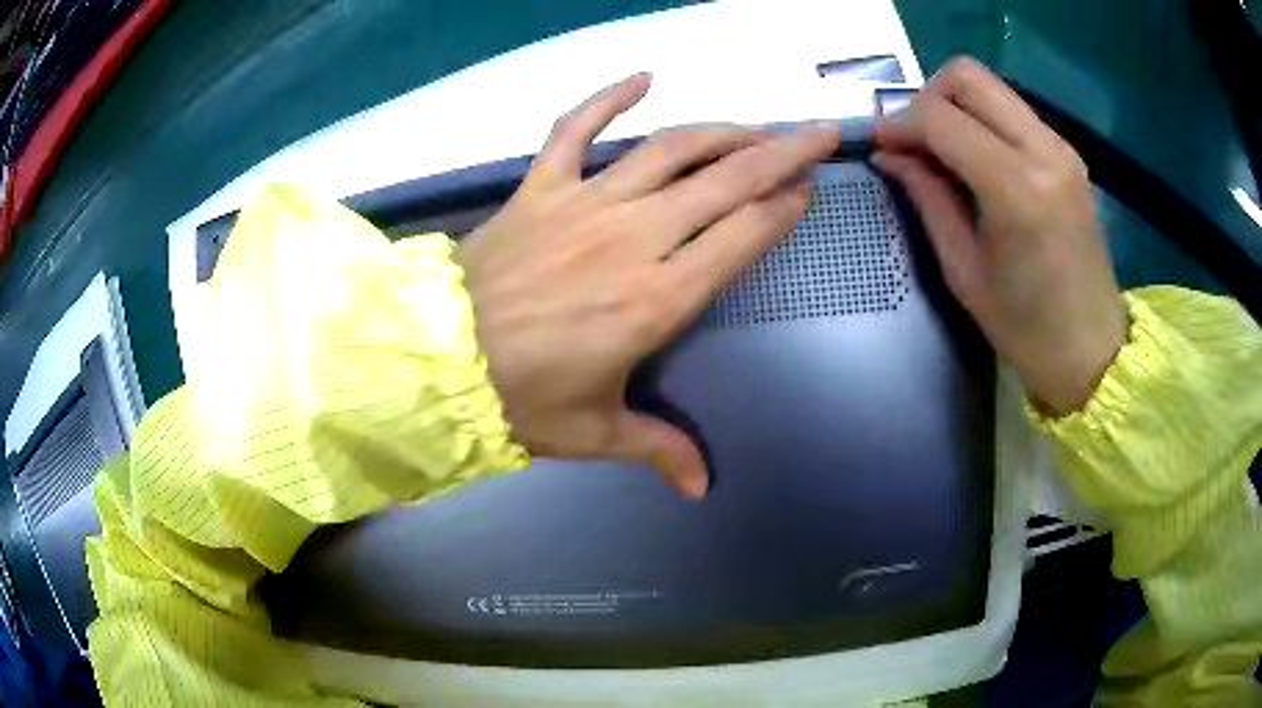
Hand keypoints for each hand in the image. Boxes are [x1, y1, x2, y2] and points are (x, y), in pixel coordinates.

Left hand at [456, 74, 839, 498]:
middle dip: (782, 152)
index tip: (808, 189)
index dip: (782, 208)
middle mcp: (633, 238)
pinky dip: (607, 98)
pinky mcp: (540, 188)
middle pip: (726, 180)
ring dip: (721, 130)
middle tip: (818, 133)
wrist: (437, 363)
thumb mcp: (594, 432)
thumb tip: (701, 488)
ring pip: (669, 149)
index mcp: (657, 298)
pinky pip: (574, 129)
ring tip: (756, 125)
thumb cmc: (520, 400)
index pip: (741, 236)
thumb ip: (658, 448)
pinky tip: (643, 76)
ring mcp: (584, 203)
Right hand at [874, 57, 1125, 414]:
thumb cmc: (1025, 329)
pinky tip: (975, 159)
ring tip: (941, 150)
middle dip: (927, 97)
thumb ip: (927, 198)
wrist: (1092, 352)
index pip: (941, 117)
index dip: (900, 123)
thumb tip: (889, 154)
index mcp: (1017, 188)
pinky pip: (1012, 110)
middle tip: (914, 141)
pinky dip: (983, 120)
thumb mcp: (964, 271)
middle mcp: (1044, 151)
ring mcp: (1061, 148)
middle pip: (968, 77)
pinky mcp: (1068, 154)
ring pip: (991, 86)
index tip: (880, 145)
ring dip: (955, 105)